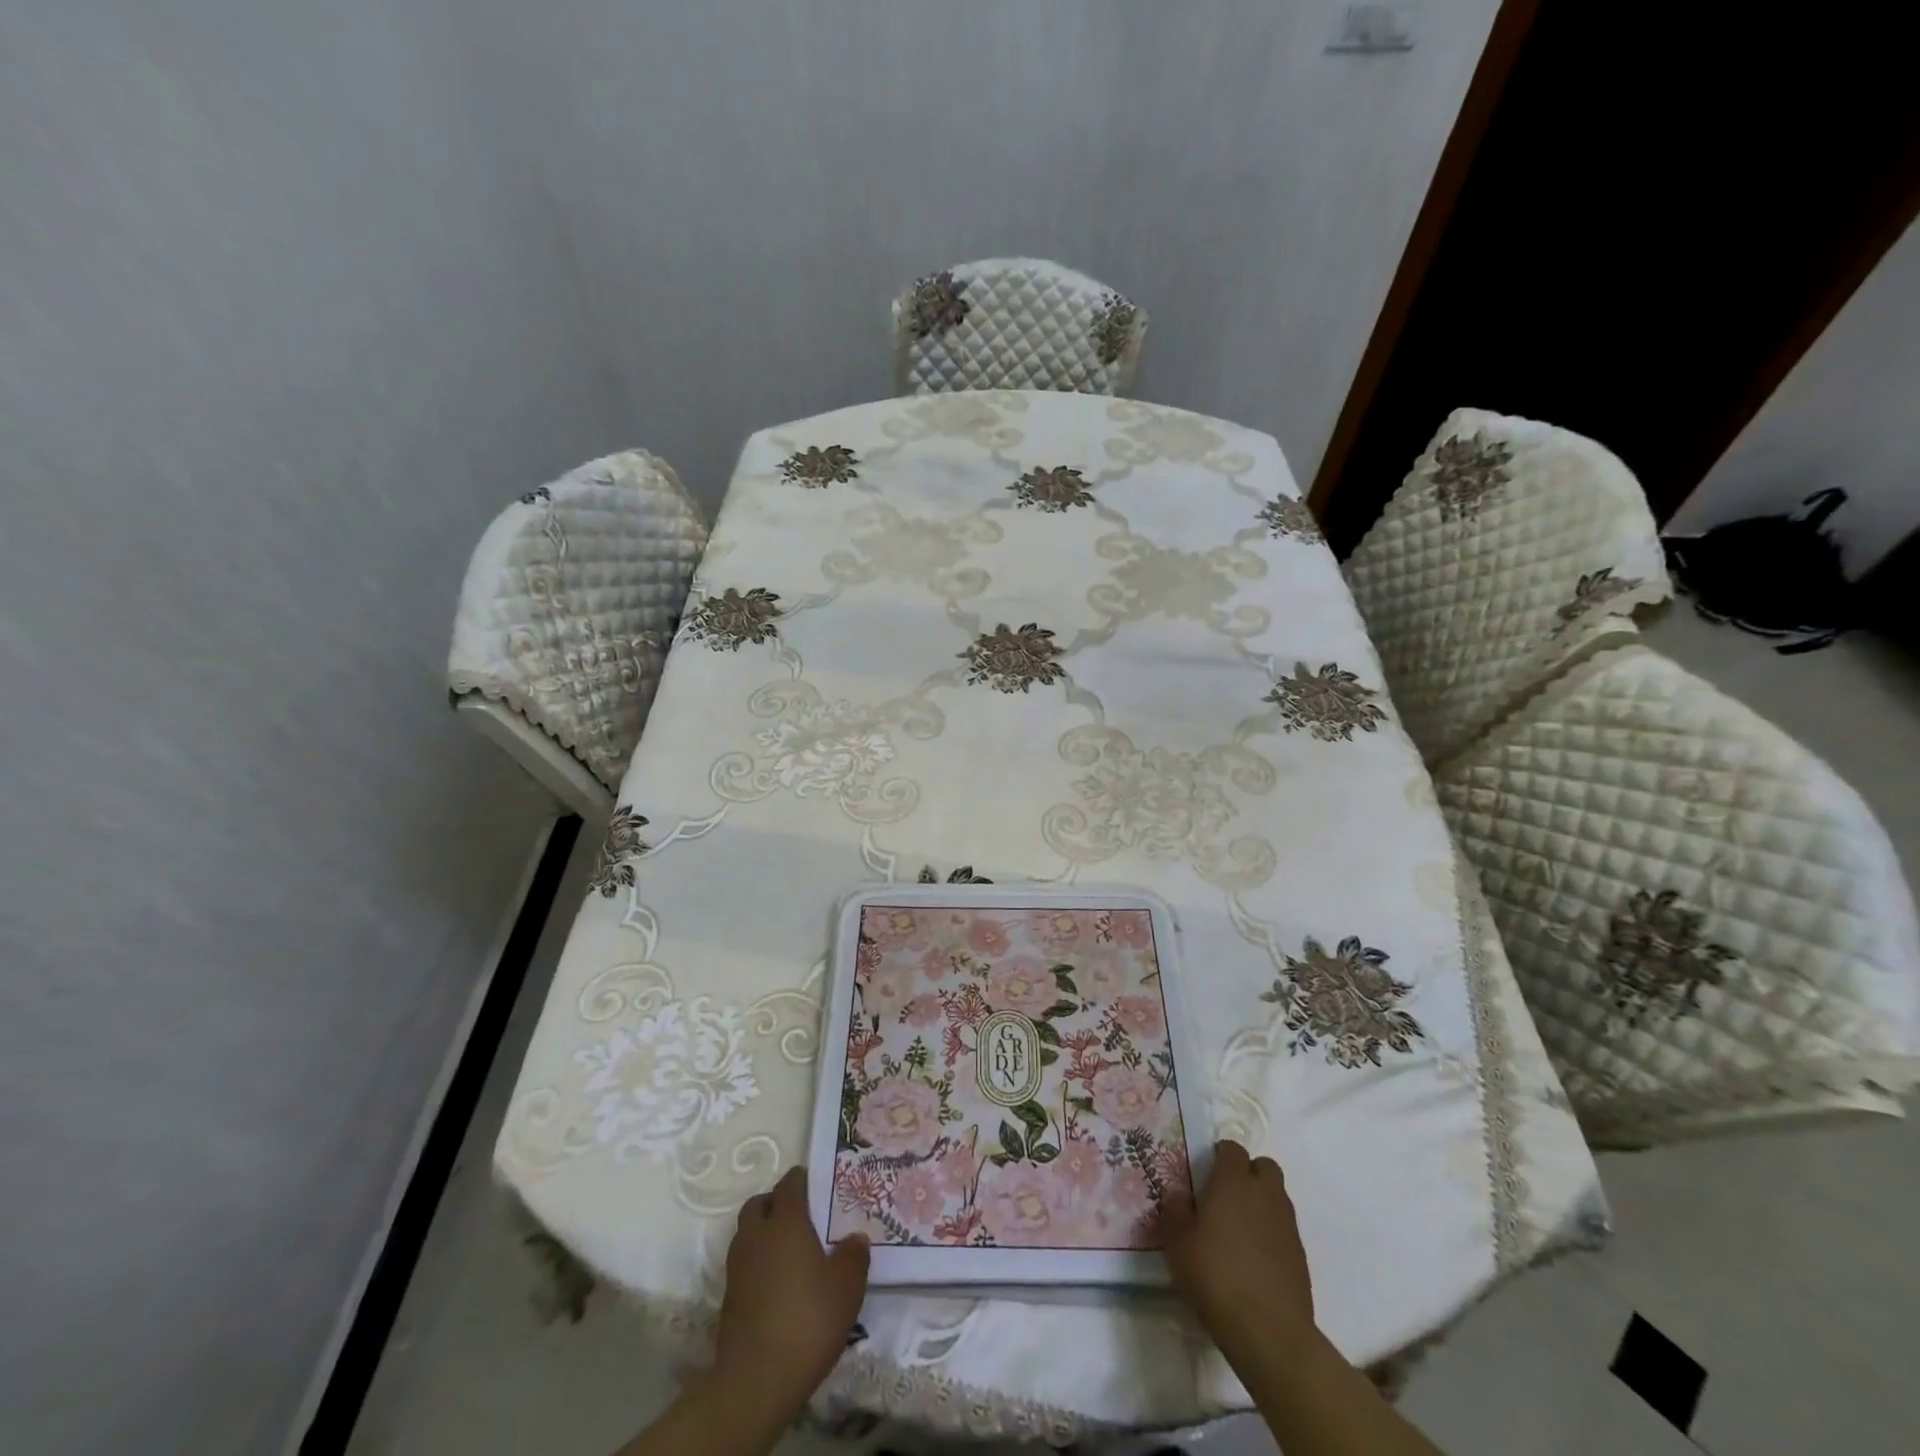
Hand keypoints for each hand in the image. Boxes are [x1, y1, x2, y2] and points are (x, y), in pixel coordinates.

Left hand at [710, 1166, 869, 1421]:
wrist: (755, 1381)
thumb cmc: (807, 1320)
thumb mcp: (847, 1287)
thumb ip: (854, 1255)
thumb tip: (856, 1238)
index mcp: (785, 1222)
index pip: (789, 1183)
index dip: (803, 1180)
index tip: (819, 1187)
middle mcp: (757, 1235)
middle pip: (760, 1204)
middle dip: (777, 1204)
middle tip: (802, 1218)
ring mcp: (737, 1267)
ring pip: (748, 1233)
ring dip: (764, 1235)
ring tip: (791, 1253)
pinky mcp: (729, 1298)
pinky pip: (744, 1265)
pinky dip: (758, 1265)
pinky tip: (778, 1286)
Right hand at [1161, 1140, 1318, 1366]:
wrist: (1269, 1331)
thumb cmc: (1215, 1274)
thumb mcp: (1177, 1241)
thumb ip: (1175, 1209)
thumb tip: (1178, 1192)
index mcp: (1234, 1181)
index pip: (1232, 1149)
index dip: (1220, 1155)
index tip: (1207, 1171)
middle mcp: (1265, 1194)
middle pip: (1264, 1167)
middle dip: (1248, 1173)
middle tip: (1226, 1195)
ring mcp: (1287, 1225)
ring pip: (1277, 1197)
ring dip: (1261, 1202)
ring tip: (1239, 1228)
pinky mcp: (1300, 1256)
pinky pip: (1284, 1229)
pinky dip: (1271, 1232)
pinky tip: (1255, 1258)